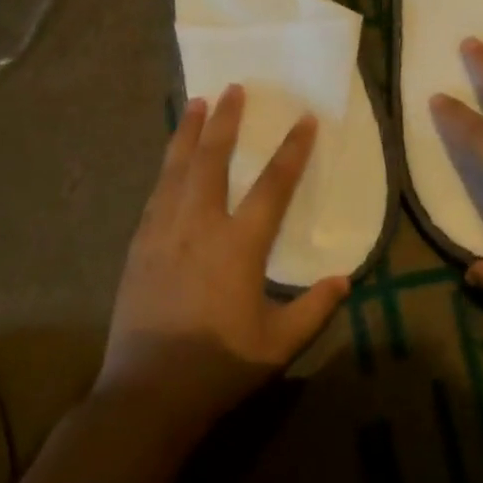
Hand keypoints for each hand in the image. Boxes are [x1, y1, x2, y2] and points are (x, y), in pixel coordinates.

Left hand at [97, 85, 350, 438]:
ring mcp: (163, 233)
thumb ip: (314, 309)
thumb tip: (343, 279)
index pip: (272, 186)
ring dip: (189, 133)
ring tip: (197, 103)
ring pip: (176, 169)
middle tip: (234, 88)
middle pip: (212, 160)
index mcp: (238, 246)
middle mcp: (199, 227)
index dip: (292, 151)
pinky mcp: (139, 246)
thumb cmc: (218, 368)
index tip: (304, 120)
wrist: (147, 393)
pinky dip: (166, 167)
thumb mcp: (278, 345)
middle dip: (226, 122)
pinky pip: (156, 194)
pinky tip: (170, 159)